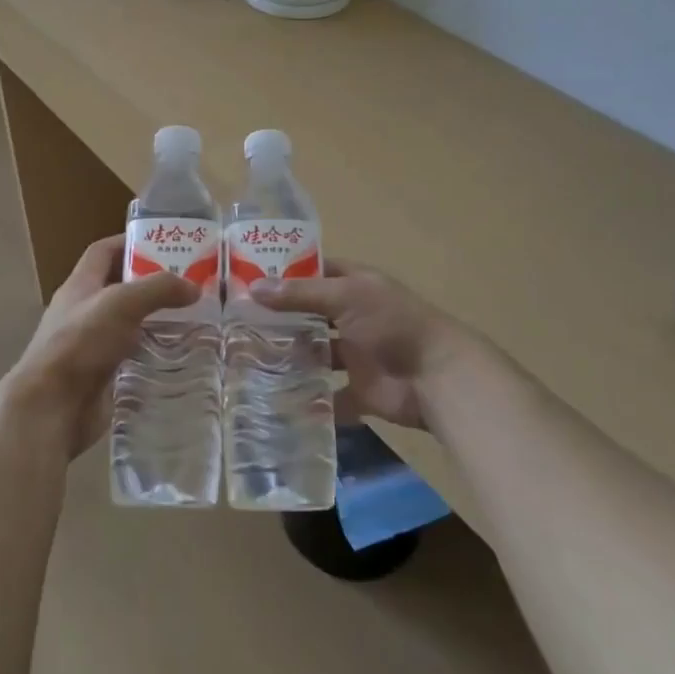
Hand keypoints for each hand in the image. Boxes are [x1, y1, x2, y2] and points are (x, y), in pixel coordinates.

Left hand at [6, 235, 198, 456]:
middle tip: (189, 284)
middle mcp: (84, 312)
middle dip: (152, 284)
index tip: (164, 243)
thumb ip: (158, 289)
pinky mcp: (102, 377)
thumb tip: (193, 287)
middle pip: (120, 288)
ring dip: (157, 321)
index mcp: (80, 286)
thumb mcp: (121, 303)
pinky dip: (154, 355)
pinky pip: (133, 359)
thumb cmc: (80, 343)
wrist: (51, 409)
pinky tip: (180, 357)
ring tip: (194, 319)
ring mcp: (91, 347)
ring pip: (129, 325)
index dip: (130, 243)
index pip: (103, 252)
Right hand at [251, 260, 476, 429]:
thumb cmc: (392, 324)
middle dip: (282, 318)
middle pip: (312, 315)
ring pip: (317, 354)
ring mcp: (357, 355)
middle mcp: (354, 317)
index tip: (248, 278)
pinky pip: (329, 397)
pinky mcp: (360, 391)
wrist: (437, 377)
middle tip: (237, 323)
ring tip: (248, 360)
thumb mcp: (345, 297)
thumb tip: (253, 288)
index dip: (286, 273)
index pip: (316, 272)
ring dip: (291, 358)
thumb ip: (300, 295)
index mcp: (355, 286)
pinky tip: (276, 400)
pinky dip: (310, 401)